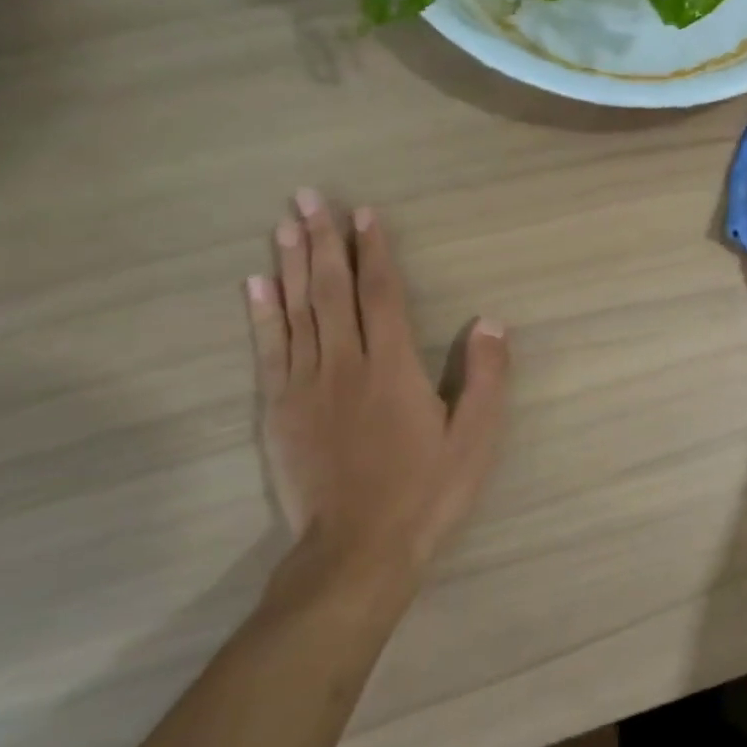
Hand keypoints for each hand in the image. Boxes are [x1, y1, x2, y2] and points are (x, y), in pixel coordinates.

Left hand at [244, 190, 507, 606]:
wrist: (358, 550)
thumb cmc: (427, 493)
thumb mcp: (477, 439)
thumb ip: (487, 379)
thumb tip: (492, 323)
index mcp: (394, 368)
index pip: (382, 294)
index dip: (375, 251)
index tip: (365, 213)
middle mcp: (346, 364)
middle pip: (331, 290)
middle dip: (323, 241)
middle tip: (309, 197)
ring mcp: (306, 386)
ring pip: (296, 312)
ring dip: (289, 264)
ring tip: (284, 225)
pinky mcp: (279, 411)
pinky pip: (268, 350)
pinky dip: (261, 314)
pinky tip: (254, 285)